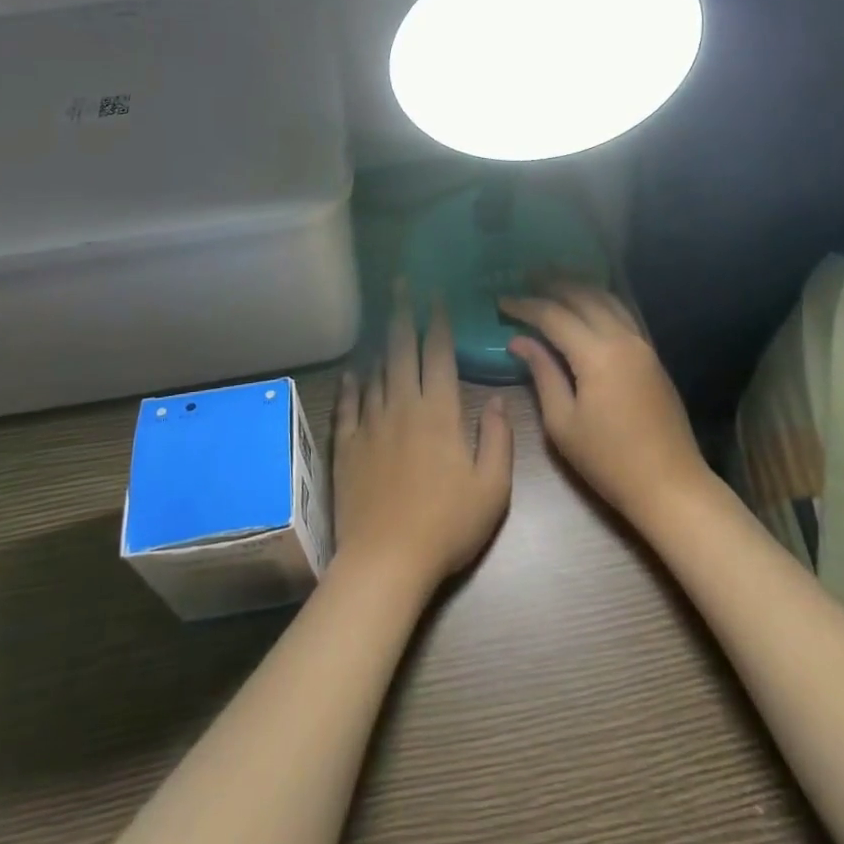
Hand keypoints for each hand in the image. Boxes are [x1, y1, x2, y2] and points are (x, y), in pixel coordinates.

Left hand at [331, 293, 513, 595]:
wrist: (386, 559)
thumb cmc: (447, 525)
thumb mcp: (492, 487)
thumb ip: (497, 438)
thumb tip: (494, 398)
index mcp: (438, 411)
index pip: (438, 353)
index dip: (438, 321)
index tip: (437, 295)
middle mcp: (401, 406)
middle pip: (401, 349)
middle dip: (403, 312)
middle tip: (401, 283)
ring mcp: (369, 424)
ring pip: (375, 372)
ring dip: (381, 343)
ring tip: (383, 319)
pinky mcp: (346, 446)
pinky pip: (347, 405)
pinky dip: (351, 385)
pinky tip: (352, 372)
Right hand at [500, 282, 710, 530]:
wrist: (670, 484)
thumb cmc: (609, 460)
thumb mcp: (563, 422)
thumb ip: (542, 374)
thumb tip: (519, 341)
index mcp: (596, 354)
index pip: (553, 316)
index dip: (525, 306)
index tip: (501, 301)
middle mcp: (622, 338)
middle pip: (583, 296)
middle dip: (553, 284)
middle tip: (526, 276)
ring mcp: (642, 344)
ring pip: (608, 299)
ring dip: (580, 286)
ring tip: (554, 280)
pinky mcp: (652, 355)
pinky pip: (624, 313)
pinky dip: (602, 300)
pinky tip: (589, 302)